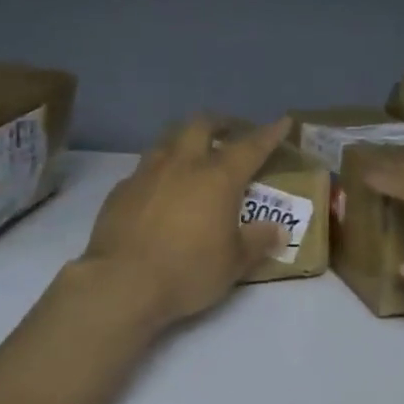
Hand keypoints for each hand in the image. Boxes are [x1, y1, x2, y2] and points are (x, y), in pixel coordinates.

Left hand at [79, 115, 293, 329]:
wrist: (121, 282)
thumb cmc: (187, 270)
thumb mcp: (233, 264)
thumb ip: (257, 241)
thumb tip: (278, 230)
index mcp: (217, 178)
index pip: (250, 146)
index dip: (269, 133)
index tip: (282, 121)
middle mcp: (183, 164)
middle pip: (201, 124)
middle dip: (219, 122)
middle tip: (229, 132)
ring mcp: (148, 172)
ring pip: (168, 139)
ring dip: (185, 140)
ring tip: (192, 155)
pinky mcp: (122, 189)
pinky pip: (144, 168)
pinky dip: (159, 171)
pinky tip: (159, 190)